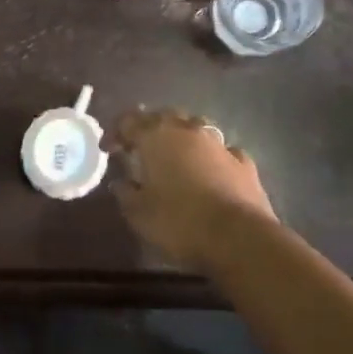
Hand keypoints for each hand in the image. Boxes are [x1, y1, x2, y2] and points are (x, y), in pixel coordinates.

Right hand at [111, 109, 276, 270]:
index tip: (109, 150)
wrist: (237, 236)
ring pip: (195, 126)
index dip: (116, 133)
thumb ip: (126, 194)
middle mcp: (186, 129)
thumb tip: (120, 182)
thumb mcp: (140, 215)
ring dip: (183, 136)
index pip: (129, 121)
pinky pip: (223, 150)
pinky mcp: (242, 161)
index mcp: (155, 137)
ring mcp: (217, 142)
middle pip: (163, 117)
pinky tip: (214, 169)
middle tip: (142, 148)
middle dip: (150, 128)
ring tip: (177, 154)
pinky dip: (214, 156)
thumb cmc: (179, 222)